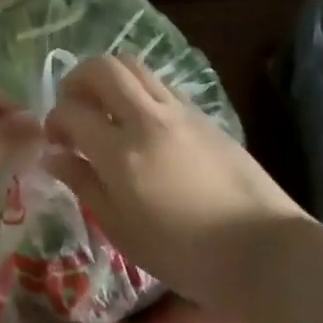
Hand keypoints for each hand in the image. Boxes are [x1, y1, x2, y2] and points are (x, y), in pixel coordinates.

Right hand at [44, 57, 308, 314]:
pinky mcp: (204, 116)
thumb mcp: (123, 231)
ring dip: (109, 79)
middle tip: (74, 107)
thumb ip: (84, 185)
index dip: (54, 120)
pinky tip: (142, 124)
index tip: (56, 141)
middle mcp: (147, 119)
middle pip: (102, 68)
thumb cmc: (187, 256)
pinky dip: (139, 92)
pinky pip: (160, 86)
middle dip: (77, 80)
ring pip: (133, 66)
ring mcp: (179, 112)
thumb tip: (54, 157)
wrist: (268, 254)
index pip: (71, 112)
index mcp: (121, 153)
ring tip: (106, 108)